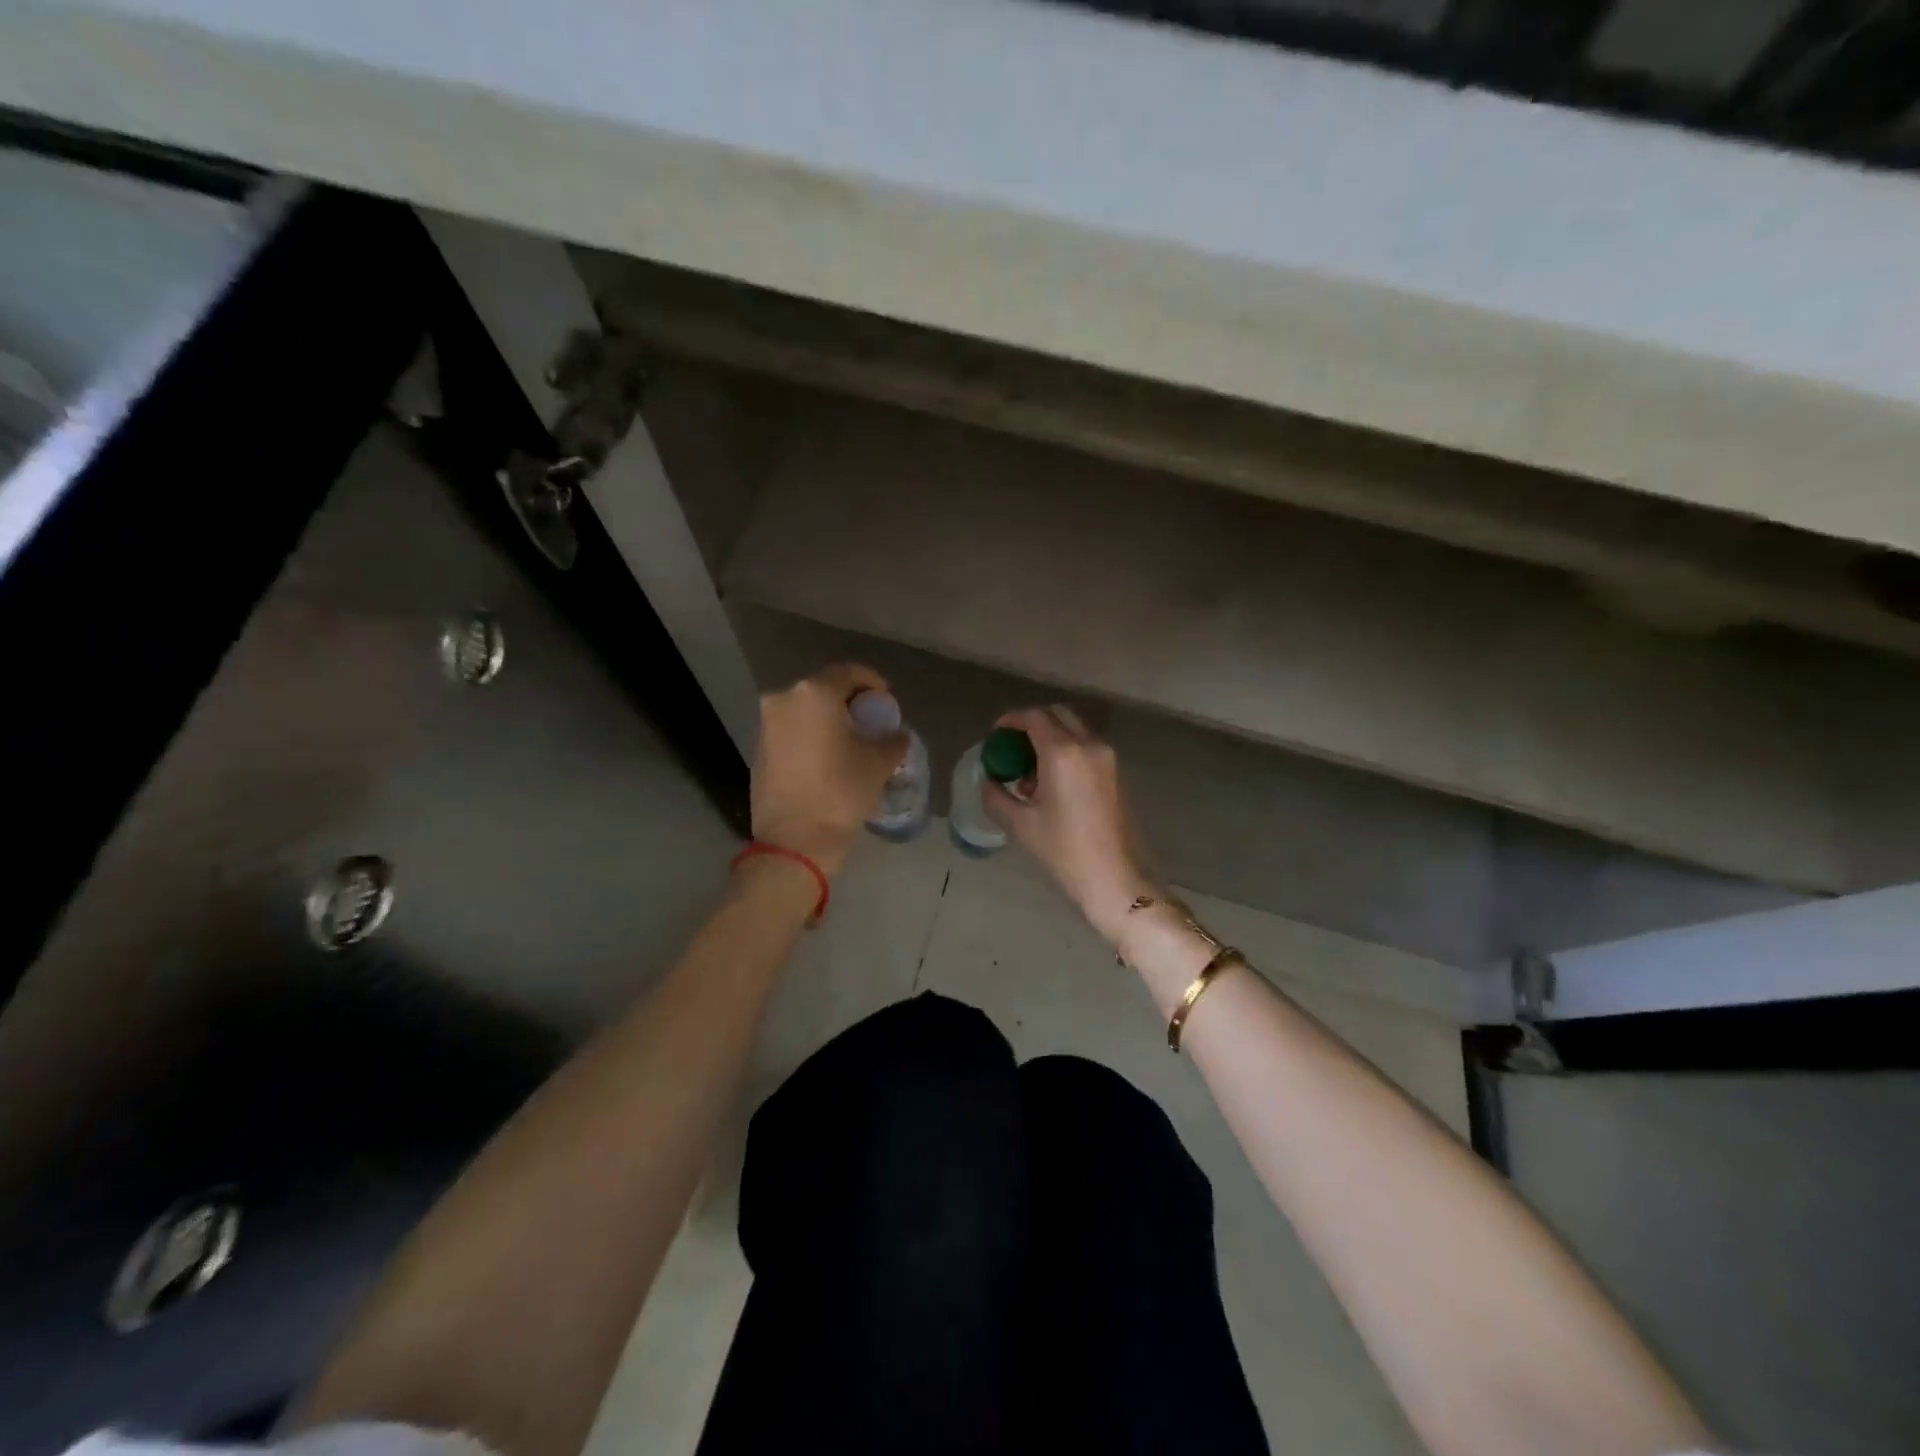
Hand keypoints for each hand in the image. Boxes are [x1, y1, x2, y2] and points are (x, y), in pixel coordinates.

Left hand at [752, 663, 907, 875]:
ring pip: (805, 709)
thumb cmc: (840, 793)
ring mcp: (766, 724)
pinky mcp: (758, 748)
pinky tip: (828, 756)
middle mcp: (784, 699)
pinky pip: (792, 729)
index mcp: (815, 694)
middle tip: (870, 721)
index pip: (849, 673)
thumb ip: (893, 740)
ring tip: (851, 741)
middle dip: (850, 702)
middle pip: (824, 689)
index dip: (872, 683)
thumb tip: (897, 734)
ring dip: (829, 718)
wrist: (794, 841)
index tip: (886, 701)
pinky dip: (811, 734)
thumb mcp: (878, 764)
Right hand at [985, 706, 1158, 944]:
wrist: (1117, 879)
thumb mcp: (1021, 825)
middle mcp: (1089, 745)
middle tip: (1012, 747)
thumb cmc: (1065, 852)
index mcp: (1063, 753)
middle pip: (1057, 714)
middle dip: (1032, 724)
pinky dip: (1067, 751)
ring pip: (1075, 730)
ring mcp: (1108, 758)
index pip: (1034, 717)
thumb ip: (997, 796)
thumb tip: (988, 781)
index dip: (1011, 719)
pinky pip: (1087, 747)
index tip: (996, 733)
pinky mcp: (1117, 773)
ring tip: (1030, 774)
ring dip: (1051, 738)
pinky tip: (1053, 785)